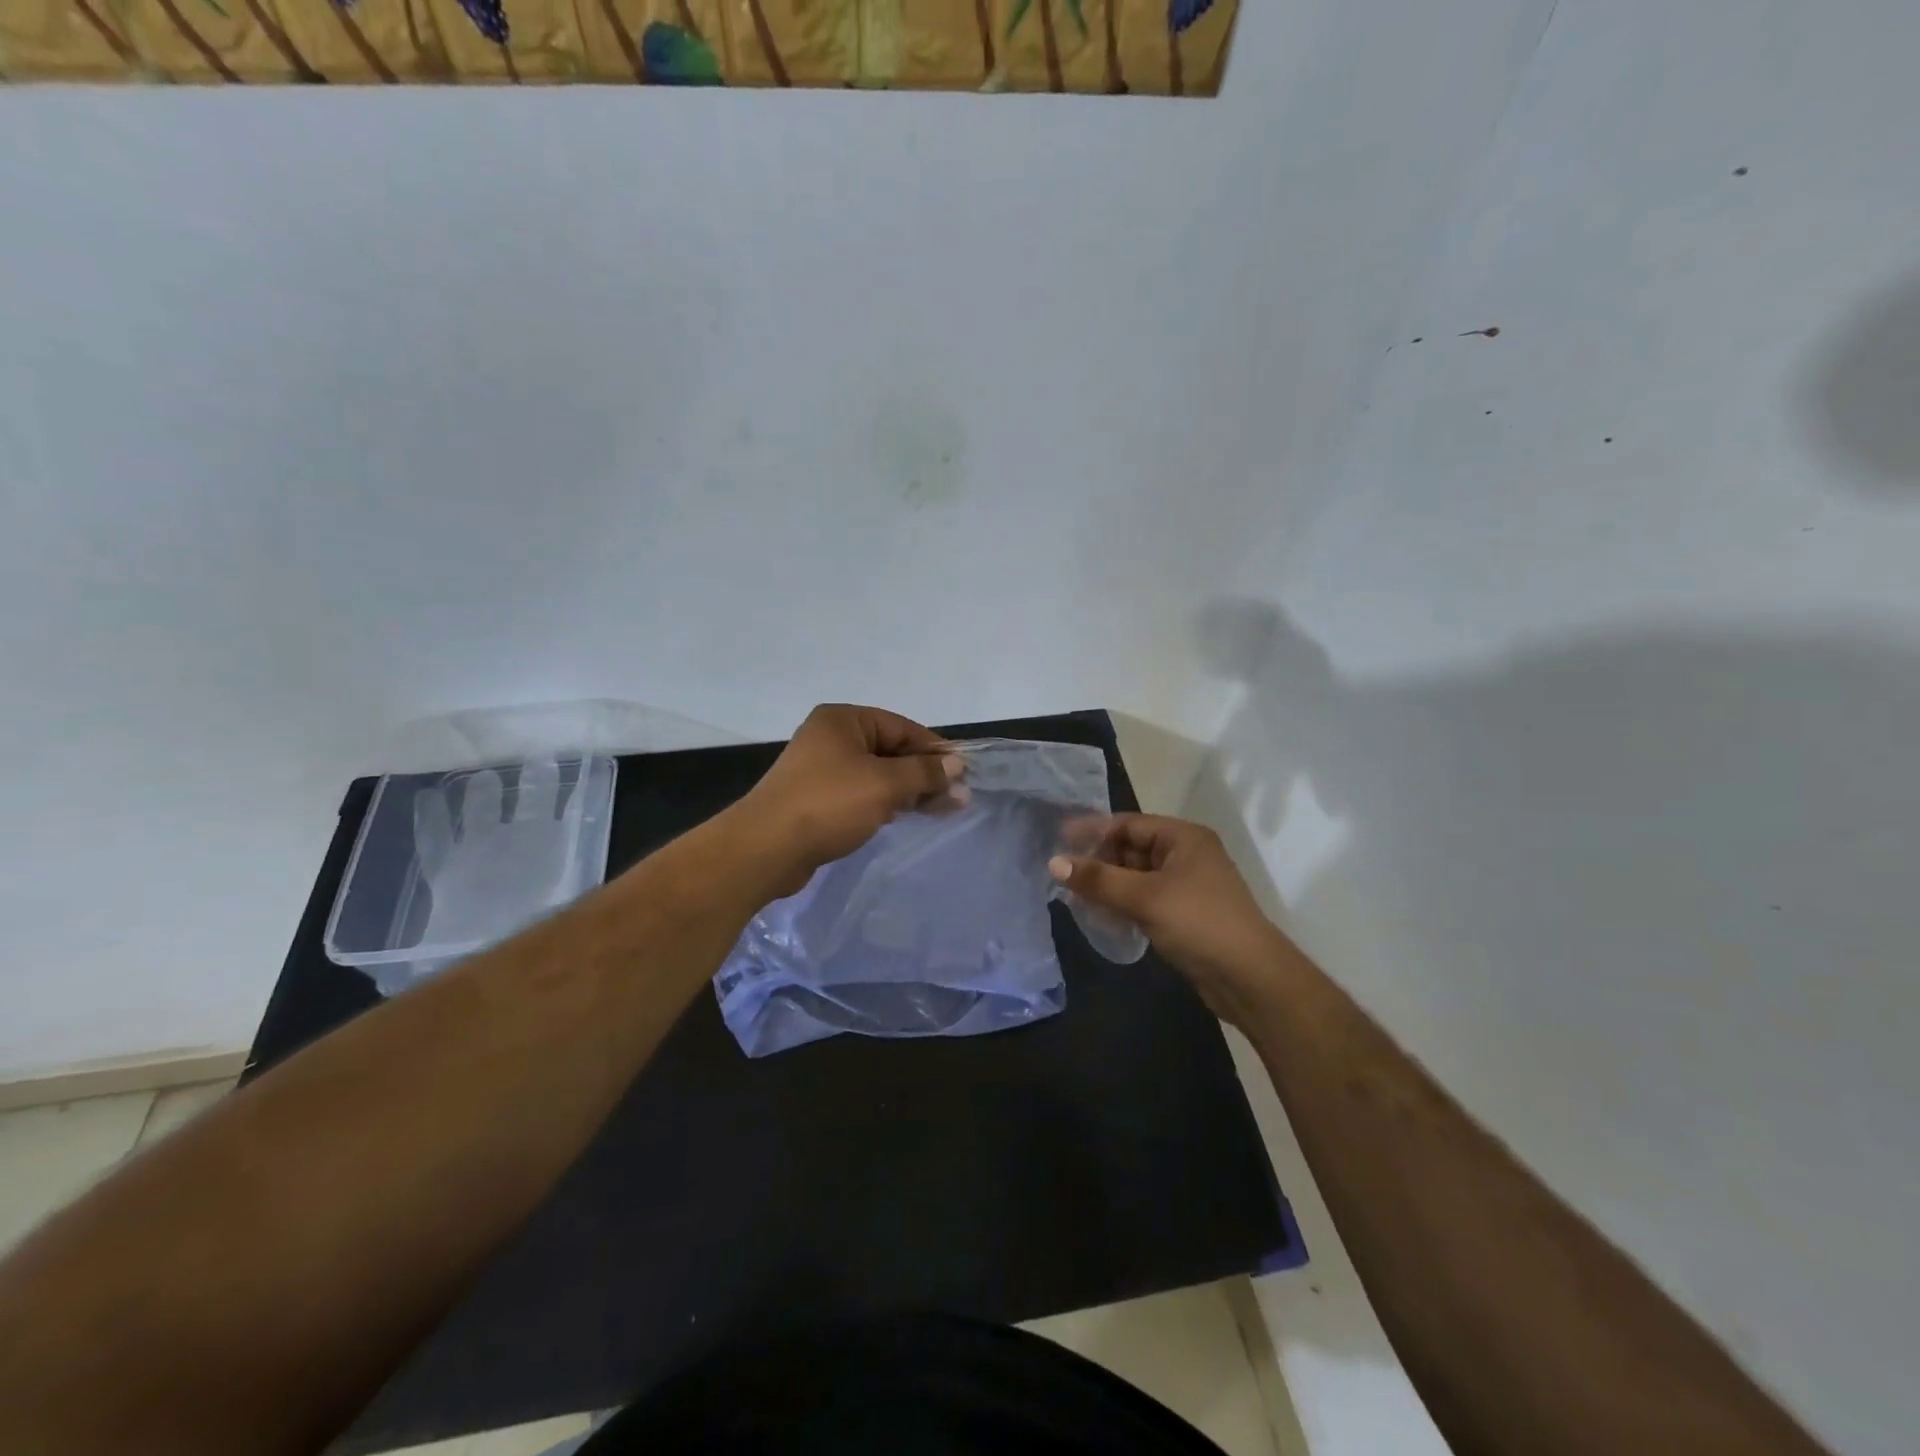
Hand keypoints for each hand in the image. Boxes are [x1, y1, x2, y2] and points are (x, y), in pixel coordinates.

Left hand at [736, 704, 963, 894]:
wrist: (766, 849)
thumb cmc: (829, 804)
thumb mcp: (885, 784)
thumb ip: (924, 773)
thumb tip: (957, 766)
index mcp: (843, 720)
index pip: (902, 727)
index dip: (935, 749)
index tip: (964, 771)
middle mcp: (831, 738)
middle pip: (890, 750)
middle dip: (924, 773)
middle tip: (959, 797)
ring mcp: (821, 770)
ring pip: (877, 774)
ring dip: (909, 790)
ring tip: (944, 809)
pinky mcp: (817, 800)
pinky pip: (861, 794)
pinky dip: (886, 802)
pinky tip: (907, 815)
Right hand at [1050, 815, 1282, 1022]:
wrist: (1251, 979)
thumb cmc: (1199, 923)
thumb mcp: (1144, 897)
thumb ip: (1098, 879)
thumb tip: (1054, 863)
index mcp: (1183, 838)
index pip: (1129, 824)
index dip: (1093, 831)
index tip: (1059, 842)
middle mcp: (1187, 855)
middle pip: (1132, 848)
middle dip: (1099, 861)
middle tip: (1063, 875)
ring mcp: (1188, 886)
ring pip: (1137, 876)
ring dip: (1109, 885)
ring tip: (1075, 897)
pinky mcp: (1186, 914)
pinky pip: (1146, 899)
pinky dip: (1124, 904)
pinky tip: (1102, 917)